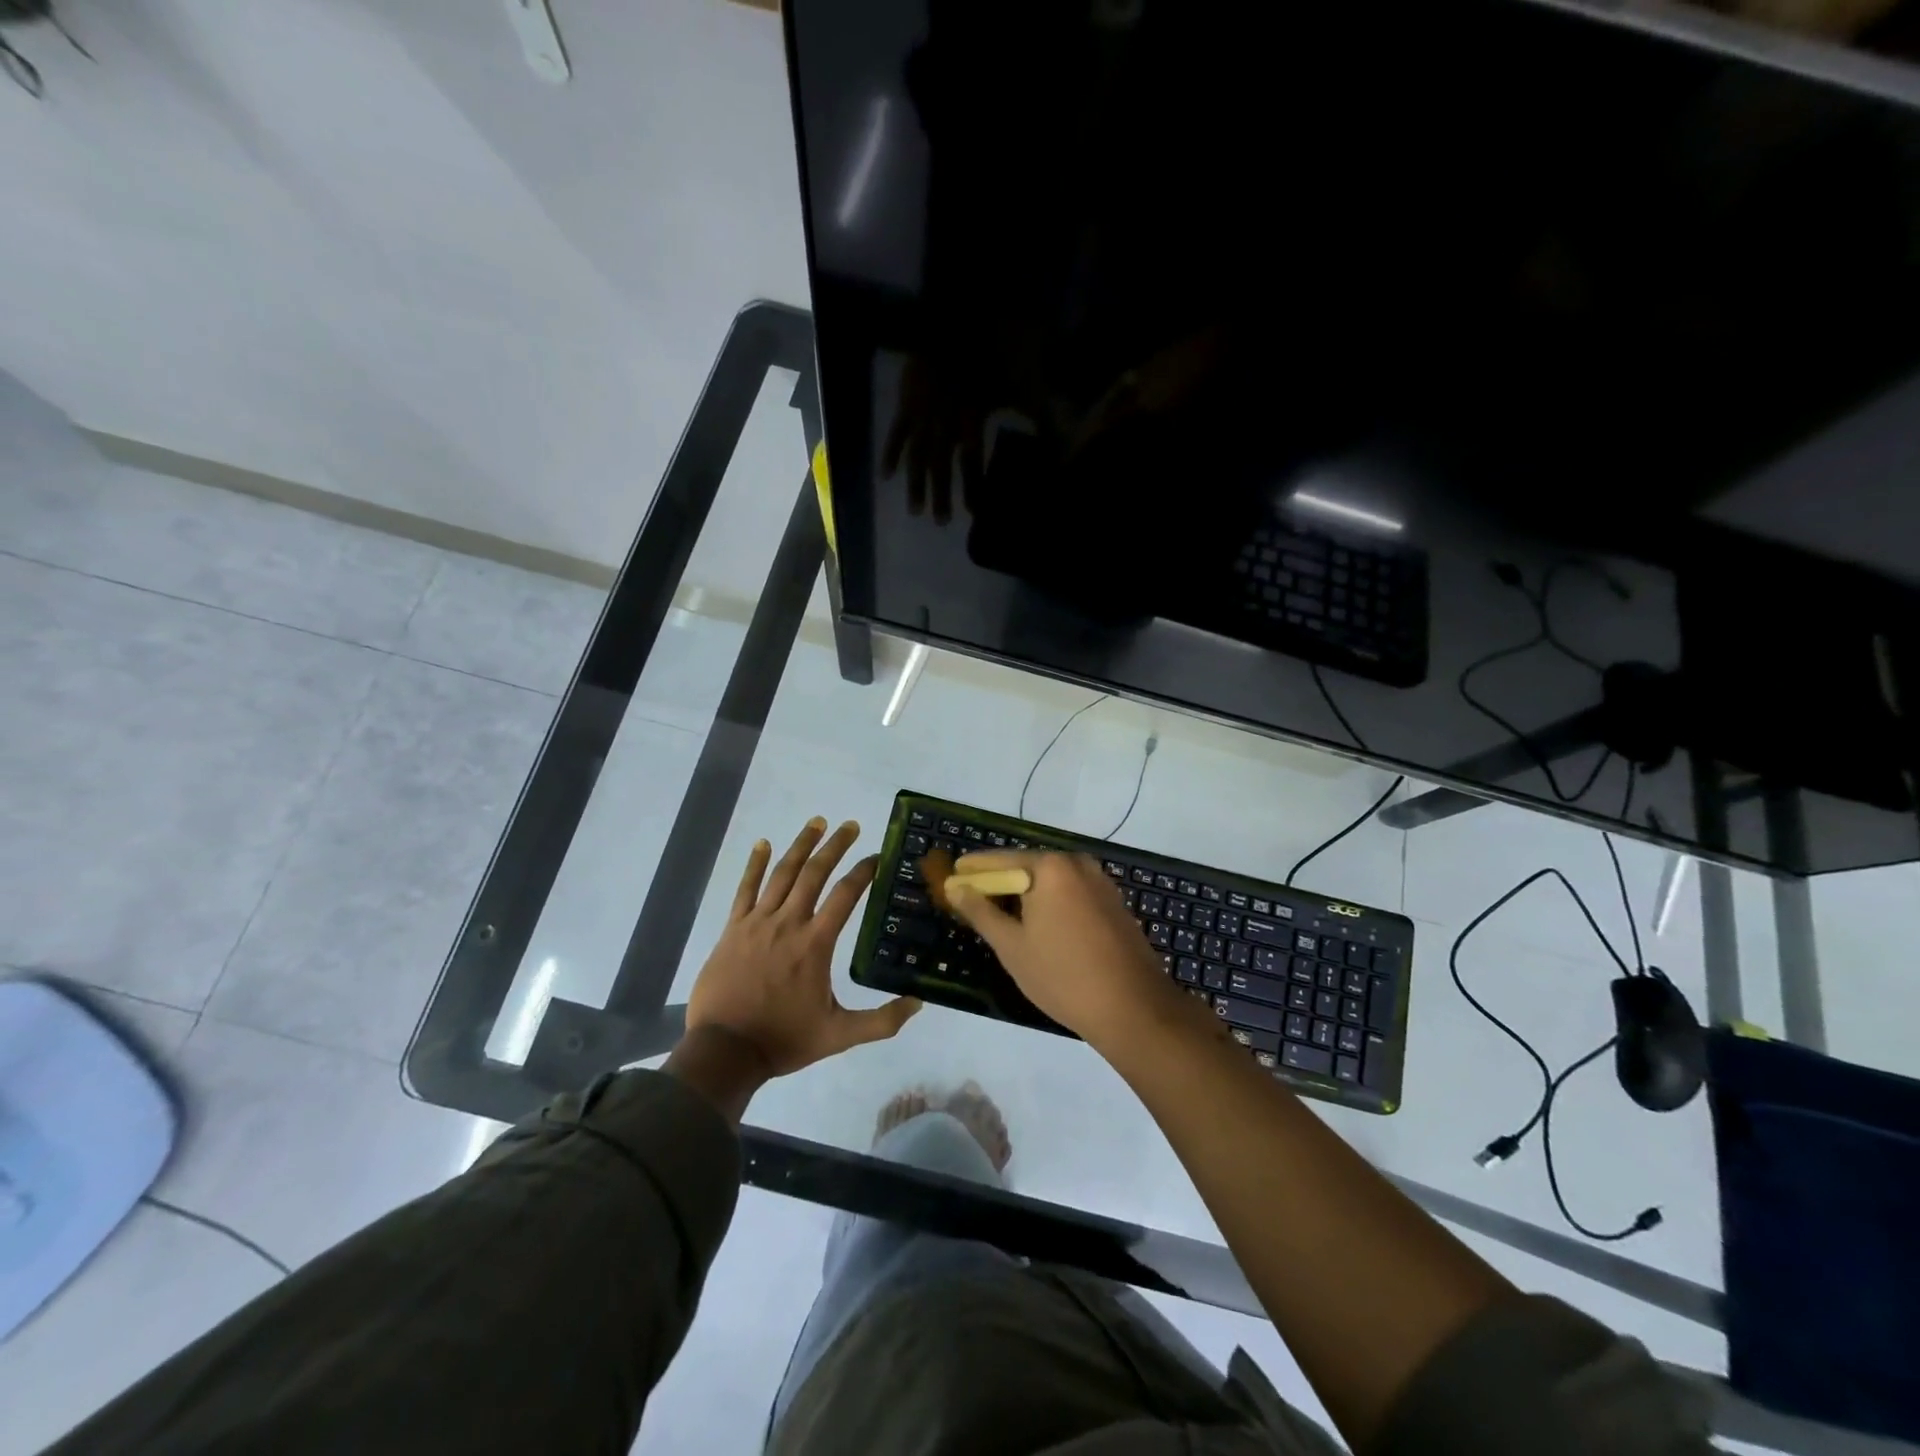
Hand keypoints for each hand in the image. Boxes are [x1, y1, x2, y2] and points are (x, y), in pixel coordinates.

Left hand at [685, 817, 920, 1077]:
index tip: (878, 855)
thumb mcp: (839, 1035)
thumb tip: (919, 1004)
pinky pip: (745, 888)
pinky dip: (755, 864)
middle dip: (835, 846)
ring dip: (801, 845)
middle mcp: (788, 923)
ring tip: (817, 822)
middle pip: (814, 873)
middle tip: (850, 825)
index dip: (864, 871)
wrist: (724, 1051)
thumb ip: (881, 1021)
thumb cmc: (783, 1039)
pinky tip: (763, 844)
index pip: (845, 895)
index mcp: (815, 944)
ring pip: (782, 873)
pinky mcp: (733, 928)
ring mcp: (758, 922)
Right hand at [943, 850, 1191, 1054]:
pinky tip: (1038, 925)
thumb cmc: (1062, 976)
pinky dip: (1049, 902)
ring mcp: (1100, 882)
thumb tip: (956, 888)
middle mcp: (1077, 863)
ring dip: (1025, 893)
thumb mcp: (1012, 946)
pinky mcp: (1113, 902)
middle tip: (971, 899)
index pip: (1000, 860)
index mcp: (1051, 867)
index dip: (973, 870)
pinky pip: (1071, 893)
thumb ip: (981, 912)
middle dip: (999, 882)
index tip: (952, 876)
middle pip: (1027, 866)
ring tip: (999, 915)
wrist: (1133, 1008)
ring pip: (1051, 881)